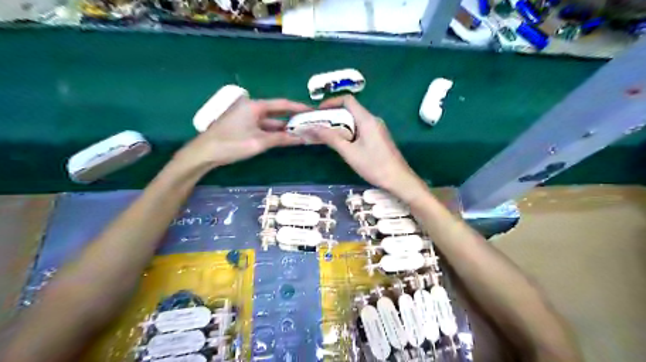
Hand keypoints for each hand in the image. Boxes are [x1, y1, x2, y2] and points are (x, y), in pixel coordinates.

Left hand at [176, 95, 308, 169]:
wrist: (204, 153)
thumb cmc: (232, 144)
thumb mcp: (259, 142)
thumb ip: (281, 139)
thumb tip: (301, 138)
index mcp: (255, 106)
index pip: (283, 104)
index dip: (299, 107)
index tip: (313, 111)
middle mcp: (252, 108)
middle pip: (277, 111)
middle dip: (293, 118)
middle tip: (310, 123)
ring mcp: (247, 117)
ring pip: (271, 121)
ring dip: (284, 127)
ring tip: (302, 132)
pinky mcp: (244, 126)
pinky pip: (264, 127)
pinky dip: (274, 132)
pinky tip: (285, 138)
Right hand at [306, 97, 425, 196]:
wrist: (398, 179)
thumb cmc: (374, 165)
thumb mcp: (349, 153)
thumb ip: (331, 138)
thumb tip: (312, 128)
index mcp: (367, 119)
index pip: (348, 100)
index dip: (331, 102)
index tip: (318, 112)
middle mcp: (373, 120)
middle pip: (351, 110)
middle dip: (333, 116)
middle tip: (319, 126)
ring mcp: (377, 129)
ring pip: (355, 120)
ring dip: (340, 125)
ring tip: (327, 135)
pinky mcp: (378, 137)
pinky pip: (361, 129)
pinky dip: (349, 132)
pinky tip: (342, 144)